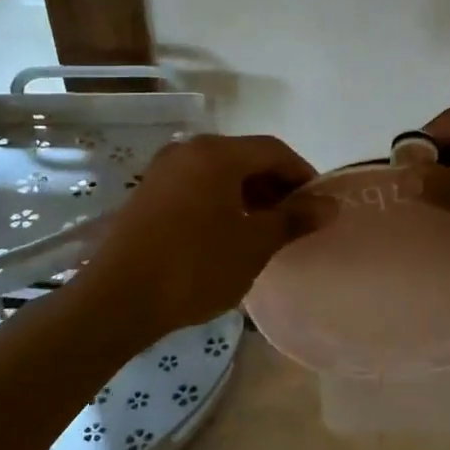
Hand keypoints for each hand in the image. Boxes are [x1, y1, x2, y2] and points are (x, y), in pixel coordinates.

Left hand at [79, 133, 316, 339]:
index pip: (274, 150)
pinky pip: (196, 186)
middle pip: (245, 157)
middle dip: (275, 186)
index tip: (318, 205)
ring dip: (248, 195)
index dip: (303, 174)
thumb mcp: (255, 244)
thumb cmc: (196, 266)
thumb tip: (330, 205)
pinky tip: (226, 234)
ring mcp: (163, 170)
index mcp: (216, 153)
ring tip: (263, 232)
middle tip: (293, 221)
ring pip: (220, 173)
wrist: (119, 299)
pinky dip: (221, 202)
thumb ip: (294, 219)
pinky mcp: (147, 194)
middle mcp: (188, 150)